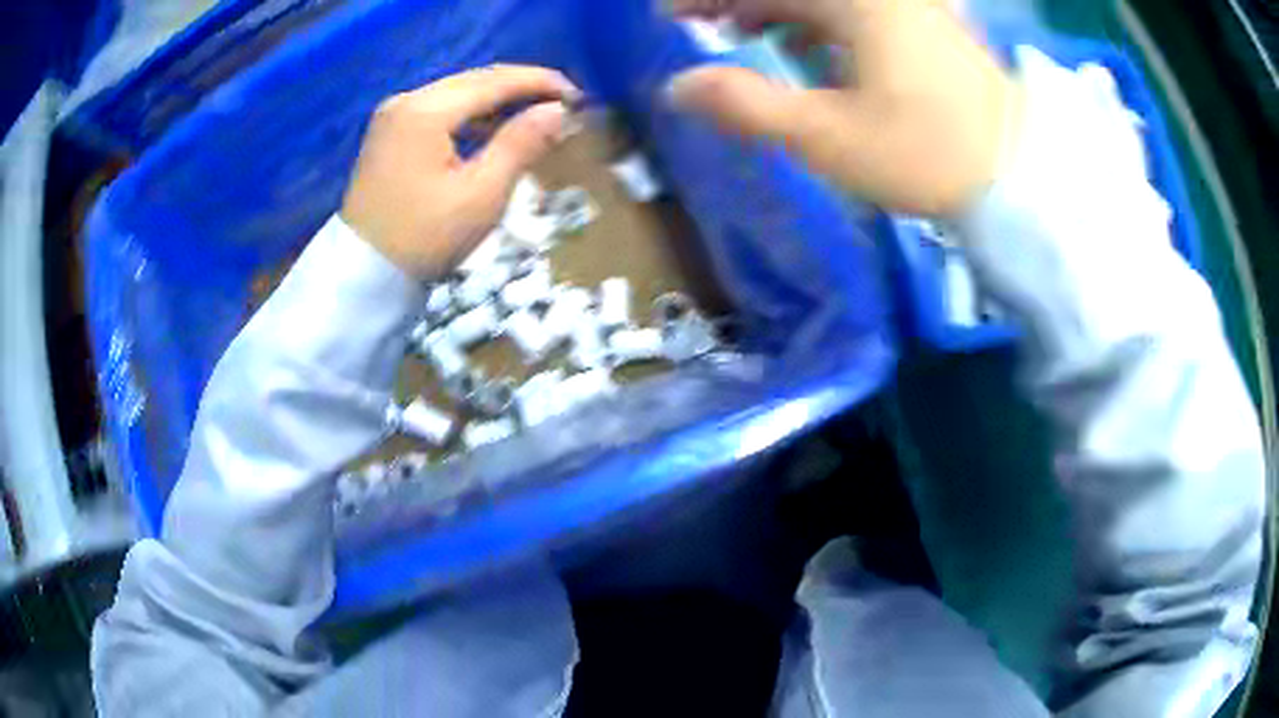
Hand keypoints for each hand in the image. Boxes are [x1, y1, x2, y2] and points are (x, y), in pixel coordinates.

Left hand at [342, 65, 580, 277]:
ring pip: (458, 92)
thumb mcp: (481, 194)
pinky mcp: (389, 133)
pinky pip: (439, 109)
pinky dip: (470, 114)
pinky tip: (492, 130)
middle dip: (522, 88)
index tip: (578, 97)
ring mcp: (393, 115)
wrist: (363, 275)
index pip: (495, 81)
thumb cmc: (424, 238)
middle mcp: (407, 100)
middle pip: (475, 80)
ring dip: (497, 100)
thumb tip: (558, 110)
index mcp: (426, 110)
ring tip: (535, 116)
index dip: (541, 83)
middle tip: (563, 105)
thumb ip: (521, 144)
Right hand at [667, 0, 1017, 215]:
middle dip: (739, 1)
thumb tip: (678, 87)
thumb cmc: (927, 155)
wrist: (1019, 174)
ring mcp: (906, 3)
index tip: (669, 17)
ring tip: (744, 33)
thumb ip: (747, 106)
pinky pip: (854, 6)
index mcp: (855, 2)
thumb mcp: (828, 138)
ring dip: (776, 7)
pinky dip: (816, 17)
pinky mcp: (922, 22)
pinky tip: (807, 43)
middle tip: (701, 25)